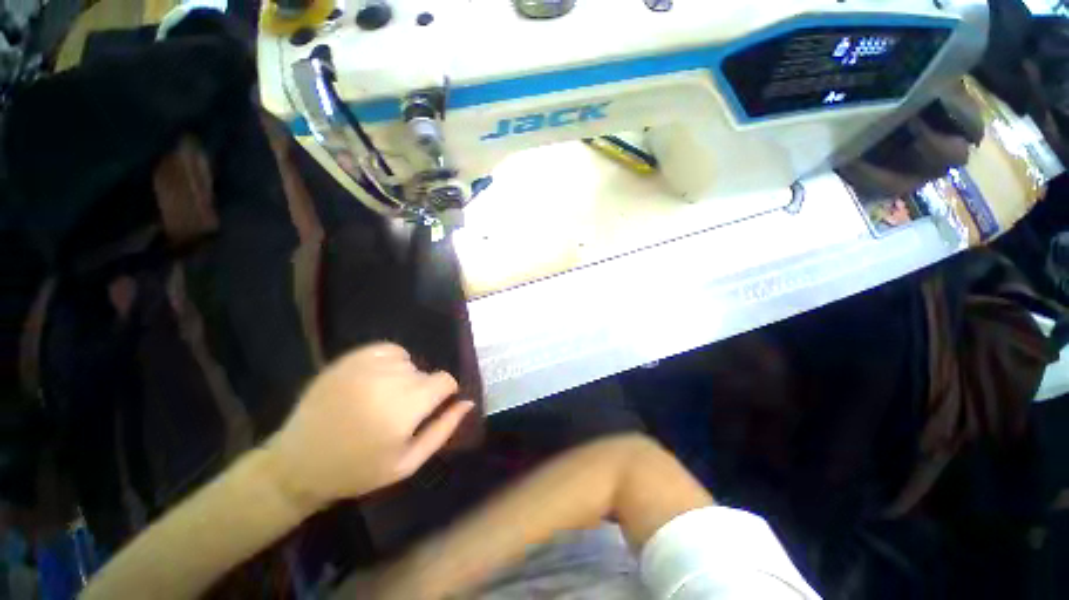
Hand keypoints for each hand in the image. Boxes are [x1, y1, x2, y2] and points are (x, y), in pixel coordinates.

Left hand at [264, 343, 473, 511]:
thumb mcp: (408, 462)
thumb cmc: (358, 470)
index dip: (445, 393)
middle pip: (425, 372)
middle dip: (422, 389)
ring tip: (385, 397)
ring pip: (408, 361)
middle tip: (402, 412)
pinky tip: (378, 379)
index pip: (444, 381)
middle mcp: (387, 381)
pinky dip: (391, 360)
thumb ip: (443, 429)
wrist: (299, 463)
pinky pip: (388, 349)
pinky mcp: (349, 359)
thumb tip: (468, 402)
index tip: (433, 407)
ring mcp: (365, 367)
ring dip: (406, 376)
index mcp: (404, 410)